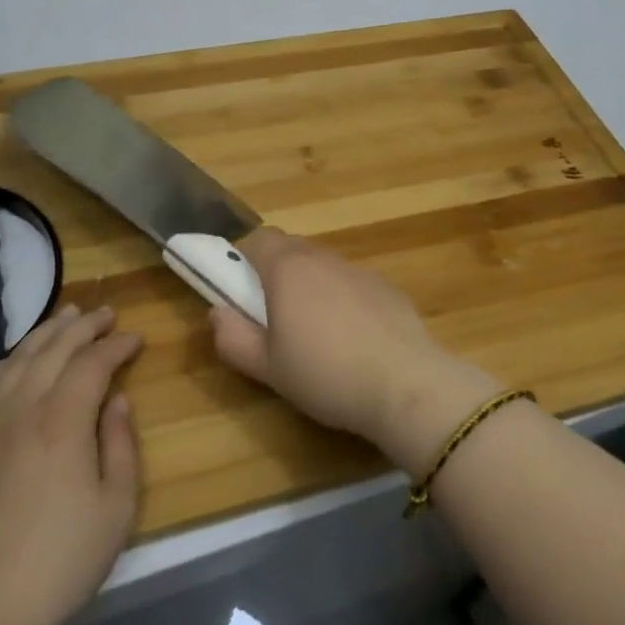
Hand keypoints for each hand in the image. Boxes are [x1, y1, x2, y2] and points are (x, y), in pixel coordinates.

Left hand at [0, 306, 141, 624]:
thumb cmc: (63, 559)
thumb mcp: (117, 506)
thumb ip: (121, 444)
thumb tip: (117, 400)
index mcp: (62, 421)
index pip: (93, 363)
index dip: (117, 346)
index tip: (137, 339)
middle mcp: (21, 409)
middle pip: (54, 349)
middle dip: (84, 326)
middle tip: (106, 314)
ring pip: (17, 359)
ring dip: (45, 333)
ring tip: (66, 318)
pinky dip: (3, 364)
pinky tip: (14, 362)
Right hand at [209, 229, 496, 469]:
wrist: (406, 385)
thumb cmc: (325, 375)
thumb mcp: (267, 368)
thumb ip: (233, 338)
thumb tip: (218, 313)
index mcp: (288, 269)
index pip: (257, 239)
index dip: (243, 258)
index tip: (240, 289)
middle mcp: (323, 258)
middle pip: (291, 248)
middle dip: (275, 271)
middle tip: (272, 315)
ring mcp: (360, 270)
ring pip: (323, 266)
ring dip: (311, 286)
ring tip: (315, 332)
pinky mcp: (388, 287)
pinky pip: (352, 283)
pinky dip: (343, 299)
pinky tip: (353, 339)